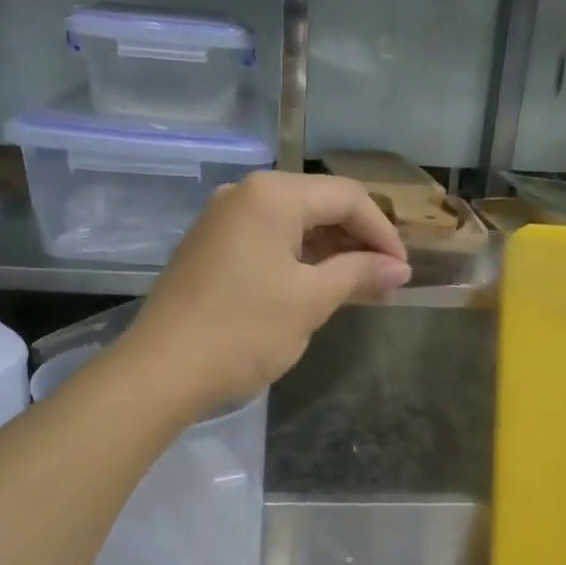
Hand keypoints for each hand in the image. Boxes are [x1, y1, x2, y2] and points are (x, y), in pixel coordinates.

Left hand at [120, 171, 410, 418]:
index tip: (402, 272)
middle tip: (383, 280)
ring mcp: (221, 220)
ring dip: (329, 251)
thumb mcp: (310, 302)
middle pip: (318, 204)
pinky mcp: (209, 248)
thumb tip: (398, 268)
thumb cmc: (244, 332)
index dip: (382, 232)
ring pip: (292, 224)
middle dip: (356, 240)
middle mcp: (244, 194)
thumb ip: (358, 275)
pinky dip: (297, 260)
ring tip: (356, 287)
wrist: (163, 370)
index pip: (347, 197)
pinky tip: (314, 288)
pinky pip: (266, 242)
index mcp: (272, 195)